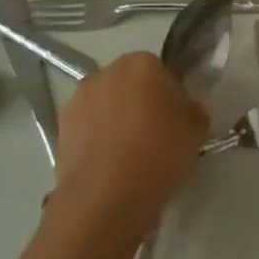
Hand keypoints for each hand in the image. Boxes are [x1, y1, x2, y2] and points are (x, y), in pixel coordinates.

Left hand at [53, 53, 207, 234]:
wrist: (107, 196)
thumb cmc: (159, 152)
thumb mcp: (198, 127)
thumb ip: (190, 108)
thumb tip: (181, 109)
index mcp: (141, 63)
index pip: (160, 70)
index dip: (169, 94)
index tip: (175, 120)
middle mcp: (105, 72)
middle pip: (129, 84)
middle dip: (139, 103)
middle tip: (154, 135)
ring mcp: (78, 99)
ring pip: (105, 105)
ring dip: (115, 121)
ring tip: (128, 155)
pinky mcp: (61, 128)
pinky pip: (87, 128)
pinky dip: (96, 140)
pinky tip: (108, 166)